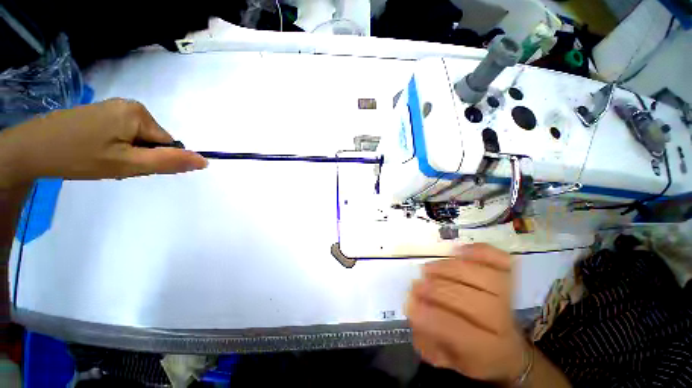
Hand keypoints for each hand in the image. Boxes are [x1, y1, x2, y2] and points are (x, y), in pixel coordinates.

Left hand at [0, 98, 206, 187]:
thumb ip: (169, 162)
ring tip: (102, 159)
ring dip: (127, 153)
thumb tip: (204, 161)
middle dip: (139, 156)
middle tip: (113, 164)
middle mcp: (130, 105)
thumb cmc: (79, 157)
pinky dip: (116, 147)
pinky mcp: (102, 112)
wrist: (30, 149)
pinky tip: (96, 152)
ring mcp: (114, 107)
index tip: (128, 166)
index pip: (166, 143)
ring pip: (138, 139)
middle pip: (152, 140)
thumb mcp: (127, 165)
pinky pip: (123, 133)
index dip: (153, 159)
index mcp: (139, 114)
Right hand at [407, 243, 526, 382]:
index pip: (460, 331)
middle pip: (472, 301)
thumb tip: (412, 309)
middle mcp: (504, 323)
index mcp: (488, 351)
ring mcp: (510, 298)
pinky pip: (500, 260)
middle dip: (437, 290)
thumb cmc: (473, 355)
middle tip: (417, 285)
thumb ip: (428, 338)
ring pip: (483, 276)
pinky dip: (480, 251)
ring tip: (429, 269)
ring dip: (449, 269)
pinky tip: (459, 250)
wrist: (508, 349)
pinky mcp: (512, 279)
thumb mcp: (448, 359)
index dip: (431, 316)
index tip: (409, 305)